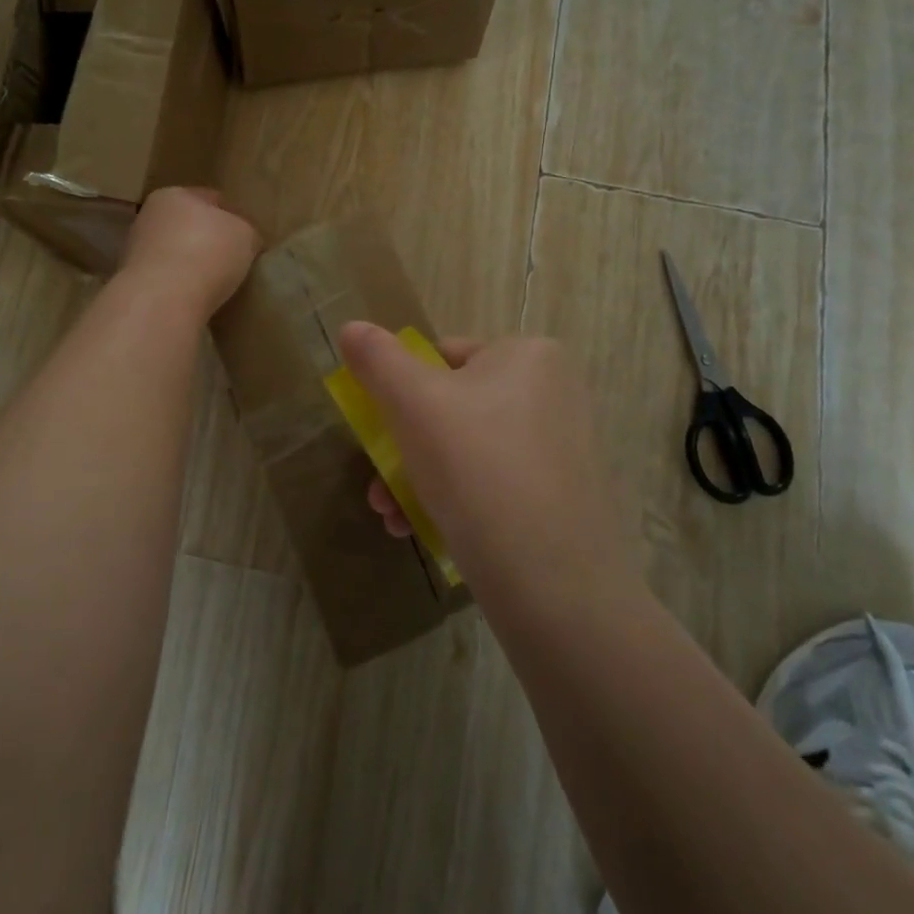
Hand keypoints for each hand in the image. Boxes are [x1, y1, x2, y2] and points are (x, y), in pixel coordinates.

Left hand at [118, 188, 260, 318]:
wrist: (163, 301)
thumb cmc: (208, 254)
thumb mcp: (246, 235)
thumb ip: (246, 231)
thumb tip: (244, 239)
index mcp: (174, 195)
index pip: (211, 199)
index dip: (233, 216)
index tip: (247, 237)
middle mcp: (149, 217)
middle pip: (188, 225)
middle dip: (208, 239)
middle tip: (232, 259)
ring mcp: (136, 251)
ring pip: (175, 252)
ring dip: (192, 263)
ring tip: (216, 282)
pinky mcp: (134, 282)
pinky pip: (167, 279)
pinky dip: (180, 285)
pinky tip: (196, 297)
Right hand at [336, 322, 638, 594]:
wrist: (555, 586)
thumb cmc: (478, 469)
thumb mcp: (414, 404)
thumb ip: (377, 360)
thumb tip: (352, 328)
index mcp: (528, 356)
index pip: (444, 356)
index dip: (401, 390)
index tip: (378, 431)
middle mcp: (553, 394)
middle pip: (451, 408)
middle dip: (403, 449)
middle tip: (377, 487)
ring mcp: (561, 449)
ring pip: (466, 452)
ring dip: (417, 480)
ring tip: (390, 518)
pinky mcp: (562, 499)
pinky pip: (493, 485)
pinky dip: (454, 502)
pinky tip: (422, 532)